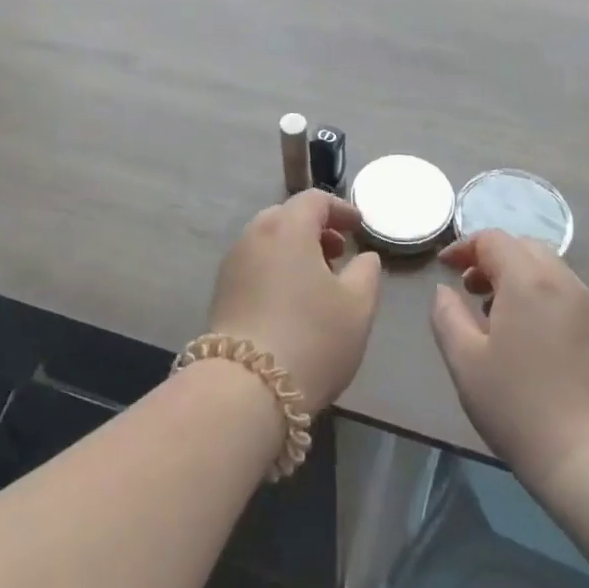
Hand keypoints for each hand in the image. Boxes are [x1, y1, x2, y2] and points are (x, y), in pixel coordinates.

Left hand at [208, 190, 382, 411]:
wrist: (245, 388)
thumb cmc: (312, 338)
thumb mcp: (358, 306)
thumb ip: (367, 272)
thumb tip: (363, 256)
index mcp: (287, 227)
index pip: (315, 200)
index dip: (341, 209)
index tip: (359, 227)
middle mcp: (254, 235)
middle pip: (287, 216)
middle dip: (315, 228)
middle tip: (338, 253)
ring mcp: (232, 263)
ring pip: (268, 241)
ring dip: (294, 249)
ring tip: (318, 280)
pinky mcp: (221, 291)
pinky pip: (254, 264)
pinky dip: (276, 267)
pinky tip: (291, 300)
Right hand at [431, 230, 588, 492]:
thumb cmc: (517, 407)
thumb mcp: (464, 361)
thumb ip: (447, 315)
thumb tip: (445, 290)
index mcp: (528, 280)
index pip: (493, 239)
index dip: (464, 247)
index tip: (446, 268)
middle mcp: (566, 282)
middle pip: (526, 248)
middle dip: (494, 258)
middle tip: (471, 289)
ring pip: (552, 271)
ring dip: (522, 278)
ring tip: (502, 316)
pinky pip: (574, 296)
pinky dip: (549, 298)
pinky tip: (540, 336)